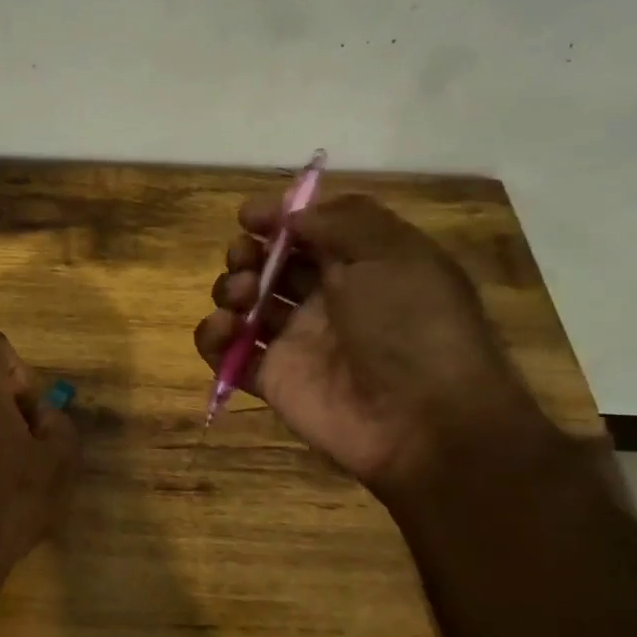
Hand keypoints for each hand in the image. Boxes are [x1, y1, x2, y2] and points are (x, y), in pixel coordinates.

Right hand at [194, 193, 555, 496]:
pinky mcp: (272, 378)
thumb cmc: (410, 323)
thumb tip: (292, 218)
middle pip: (269, 265)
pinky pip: (227, 353)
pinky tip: (225, 329)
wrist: (423, 419)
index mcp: (360, 266)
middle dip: (247, 253)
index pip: (308, 232)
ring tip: (242, 297)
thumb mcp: (392, 252)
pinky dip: (213, 337)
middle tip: (246, 259)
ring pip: (243, 304)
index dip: (276, 219)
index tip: (249, 216)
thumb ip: (340, 220)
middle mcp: (325, 299)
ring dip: (230, 289)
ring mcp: (296, 341)